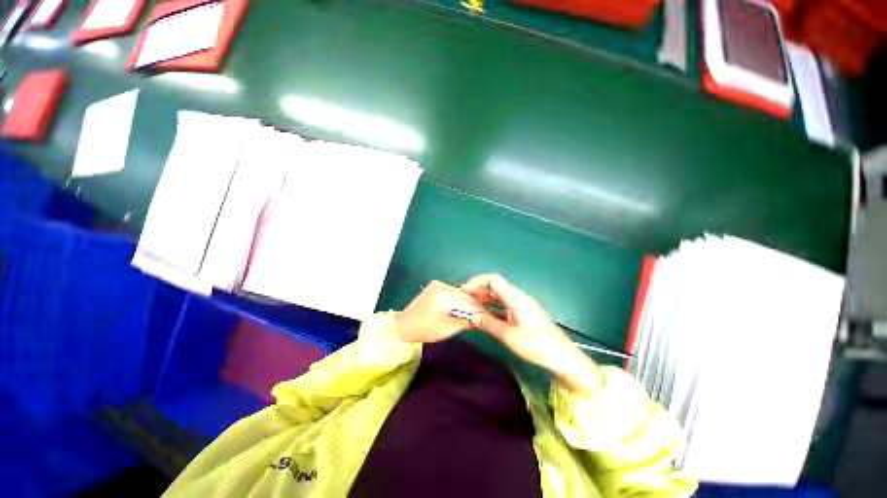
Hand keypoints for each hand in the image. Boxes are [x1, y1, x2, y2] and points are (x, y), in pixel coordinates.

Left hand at [396, 280, 484, 343]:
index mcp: (443, 297)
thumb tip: (482, 318)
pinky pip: (452, 292)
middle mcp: (441, 286)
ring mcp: (437, 284)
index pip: (468, 303)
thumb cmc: (425, 330)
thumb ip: (466, 321)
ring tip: (475, 312)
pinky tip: (462, 307)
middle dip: (475, 305)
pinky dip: (458, 299)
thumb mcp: (448, 329)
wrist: (404, 325)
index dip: (480, 310)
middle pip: (465, 295)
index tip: (490, 316)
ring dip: (467, 301)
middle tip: (485, 314)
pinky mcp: (435, 285)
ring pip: (459, 293)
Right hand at [460, 274, 602, 393]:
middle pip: (496, 286)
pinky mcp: (526, 314)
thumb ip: (488, 323)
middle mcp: (520, 297)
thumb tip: (471, 315)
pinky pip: (506, 305)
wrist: (564, 358)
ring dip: (486, 299)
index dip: (477, 281)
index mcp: (516, 297)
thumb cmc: (537, 345)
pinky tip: (487, 316)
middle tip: (465, 300)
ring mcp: (524, 306)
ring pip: (501, 296)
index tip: (464, 290)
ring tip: (472, 307)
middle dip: (479, 290)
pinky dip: (494, 307)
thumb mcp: (509, 335)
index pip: (494, 279)